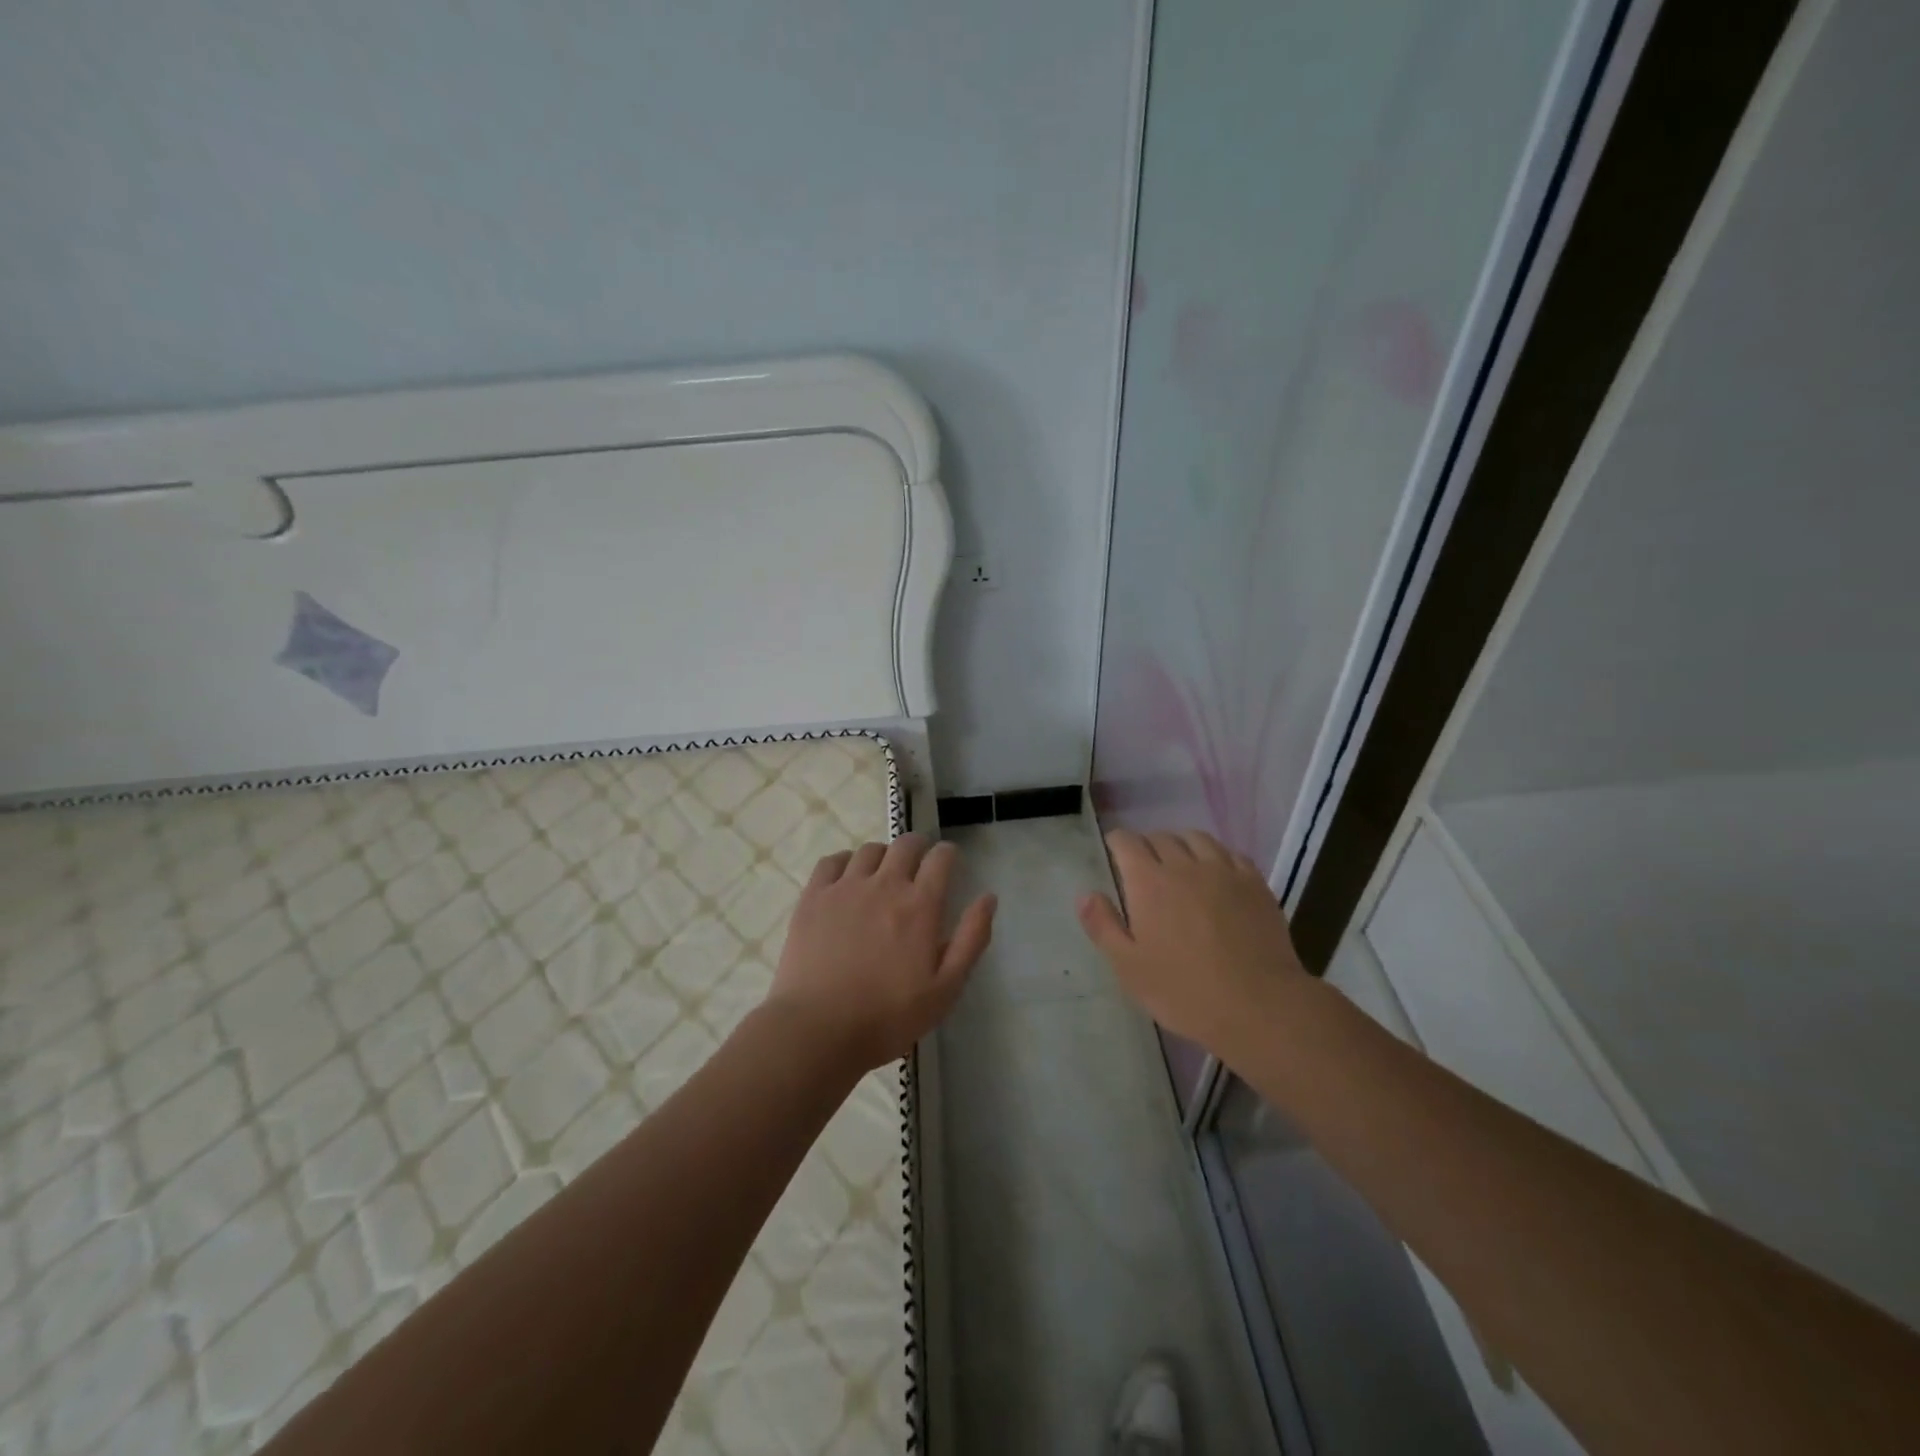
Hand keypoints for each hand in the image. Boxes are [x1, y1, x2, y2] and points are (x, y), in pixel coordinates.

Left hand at [769, 834, 996, 1069]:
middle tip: (919, 863)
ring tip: (883, 872)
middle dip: (918, 846)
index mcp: (920, 905)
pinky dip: (845, 861)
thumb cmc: (888, 1017)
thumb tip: (988, 898)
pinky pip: (832, 861)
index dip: (948, 854)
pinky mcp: (813, 897)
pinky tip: (847, 877)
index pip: (940, 858)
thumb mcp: (945, 989)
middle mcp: (885, 885)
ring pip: (869, 850)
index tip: (949, 862)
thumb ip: (971, 939)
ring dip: (884, 855)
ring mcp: (845, 888)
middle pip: (905, 844)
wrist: (817, 1029)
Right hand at [1077, 829, 1305, 1055]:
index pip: (1126, 842)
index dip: (1116, 843)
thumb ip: (1103, 926)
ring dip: (1181, 844)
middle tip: (1143, 866)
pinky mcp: (1254, 883)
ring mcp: (1223, 871)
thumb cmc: (1184, 991)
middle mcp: (1184, 865)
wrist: (1259, 1005)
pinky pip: (1230, 853)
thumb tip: (1085, 894)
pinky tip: (1216, 873)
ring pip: (1196, 838)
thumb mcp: (1129, 967)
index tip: (1113, 854)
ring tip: (1179, 862)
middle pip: (1161, 837)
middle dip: (1147, 845)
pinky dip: (1215, 855)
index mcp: (1149, 882)